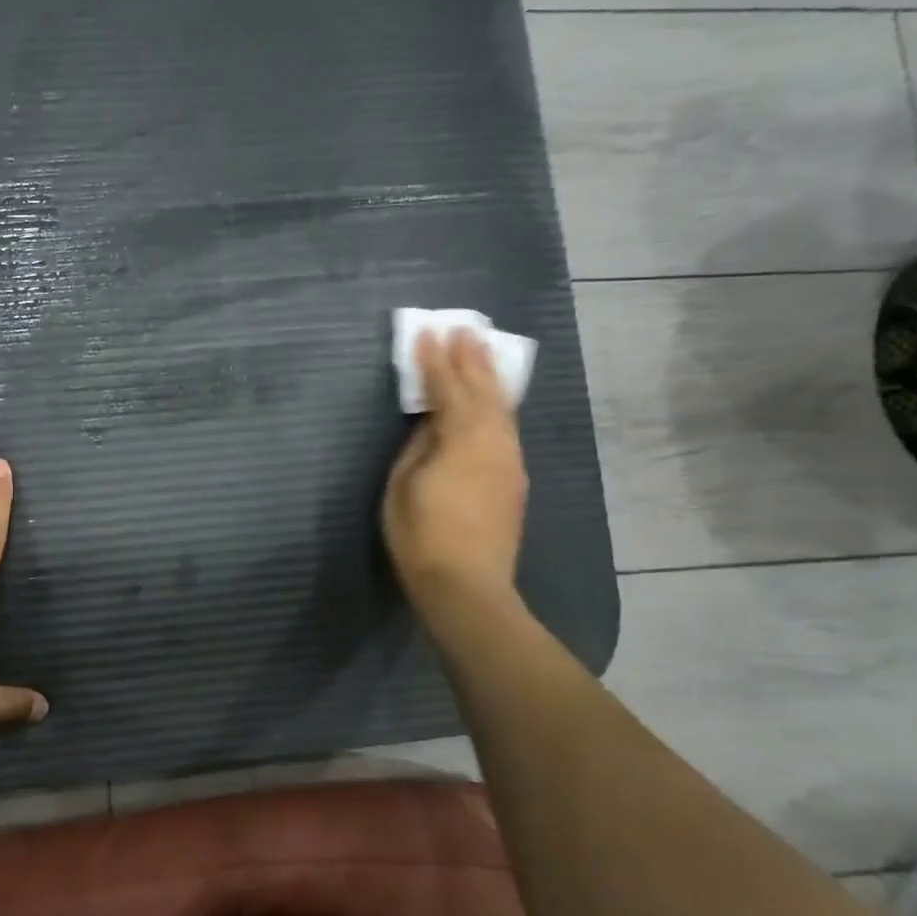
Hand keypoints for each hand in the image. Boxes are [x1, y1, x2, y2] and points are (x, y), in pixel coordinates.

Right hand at [382, 330, 528, 606]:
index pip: (447, 389)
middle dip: (472, 358)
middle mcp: (493, 443)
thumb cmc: (422, 536)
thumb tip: (431, 426)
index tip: (428, 332)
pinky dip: (496, 405)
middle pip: (483, 391)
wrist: (467, 587)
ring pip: (502, 408)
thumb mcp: (402, 487)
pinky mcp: (514, 480)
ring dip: (489, 377)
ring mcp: (509, 461)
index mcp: (461, 440)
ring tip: (481, 352)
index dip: (435, 360)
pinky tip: (492, 401)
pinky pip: (506, 428)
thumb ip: (418, 447)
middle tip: (465, 328)